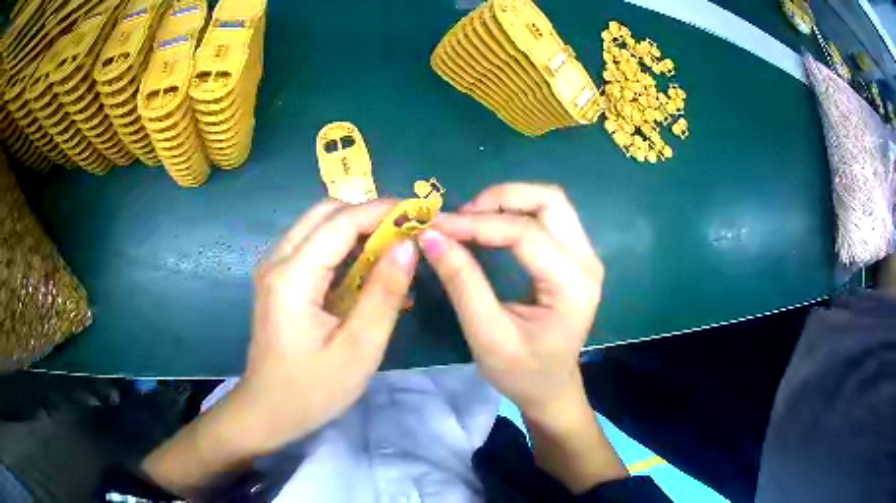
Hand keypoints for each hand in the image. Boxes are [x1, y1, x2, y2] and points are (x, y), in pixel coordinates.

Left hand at [238, 199, 417, 451]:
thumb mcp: (357, 350)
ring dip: (357, 229)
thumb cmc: (312, 390)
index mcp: (292, 277)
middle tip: (407, 232)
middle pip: (325, 213)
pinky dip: (343, 248)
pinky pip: (313, 248)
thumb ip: (383, 295)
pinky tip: (368, 272)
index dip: (382, 211)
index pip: (341, 222)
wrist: (267, 411)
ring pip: (318, 226)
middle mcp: (277, 260)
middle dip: (368, 214)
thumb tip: (408, 246)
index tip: (420, 213)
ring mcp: (274, 269)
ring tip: (394, 249)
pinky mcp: (278, 281)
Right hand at [419, 183, 624, 492]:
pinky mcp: (575, 257)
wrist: (551, 388)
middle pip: (549, 201)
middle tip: (460, 217)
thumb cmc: (521, 372)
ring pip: (550, 203)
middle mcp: (586, 262)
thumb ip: (462, 283)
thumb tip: (431, 236)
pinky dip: (515, 213)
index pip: (525, 234)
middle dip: (500, 199)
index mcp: (572, 285)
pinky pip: (547, 217)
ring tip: (470, 220)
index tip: (434, 225)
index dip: (476, 224)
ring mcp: (585, 256)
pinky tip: (488, 226)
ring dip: (508, 202)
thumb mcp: (487, 335)